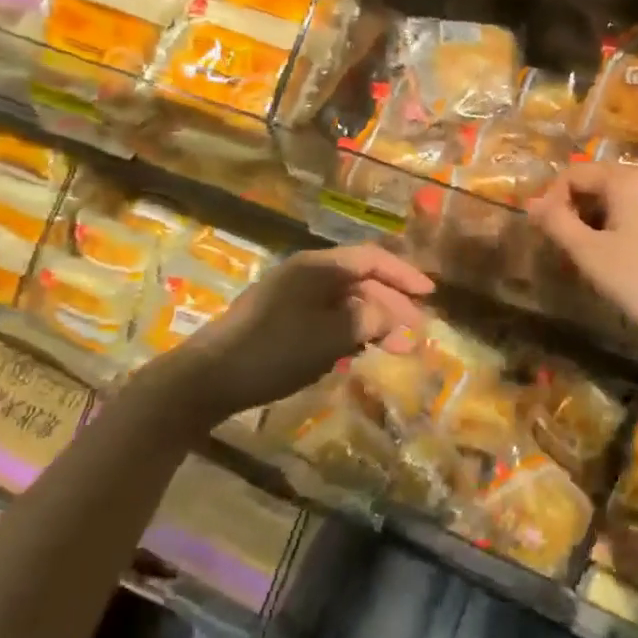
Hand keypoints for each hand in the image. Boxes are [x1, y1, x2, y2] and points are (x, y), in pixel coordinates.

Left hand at [181, 245, 433, 421]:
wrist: (206, 378)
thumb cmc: (272, 351)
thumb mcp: (329, 336)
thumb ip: (368, 320)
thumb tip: (394, 316)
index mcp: (318, 267)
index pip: (372, 259)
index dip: (404, 275)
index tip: (430, 294)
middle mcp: (305, 274)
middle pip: (360, 280)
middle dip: (391, 304)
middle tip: (416, 333)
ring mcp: (290, 296)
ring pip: (344, 301)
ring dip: (371, 320)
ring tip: (394, 347)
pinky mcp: (280, 320)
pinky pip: (326, 316)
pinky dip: (348, 330)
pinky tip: (357, 351)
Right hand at [527, 163, 637, 349]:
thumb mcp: (590, 254)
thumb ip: (556, 223)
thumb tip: (531, 203)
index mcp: (627, 179)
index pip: (573, 173)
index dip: (551, 200)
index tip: (546, 235)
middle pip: (596, 183)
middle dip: (574, 212)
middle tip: (567, 251)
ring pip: (616, 200)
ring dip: (595, 223)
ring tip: (590, 260)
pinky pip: (637, 212)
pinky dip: (618, 228)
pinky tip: (619, 260)